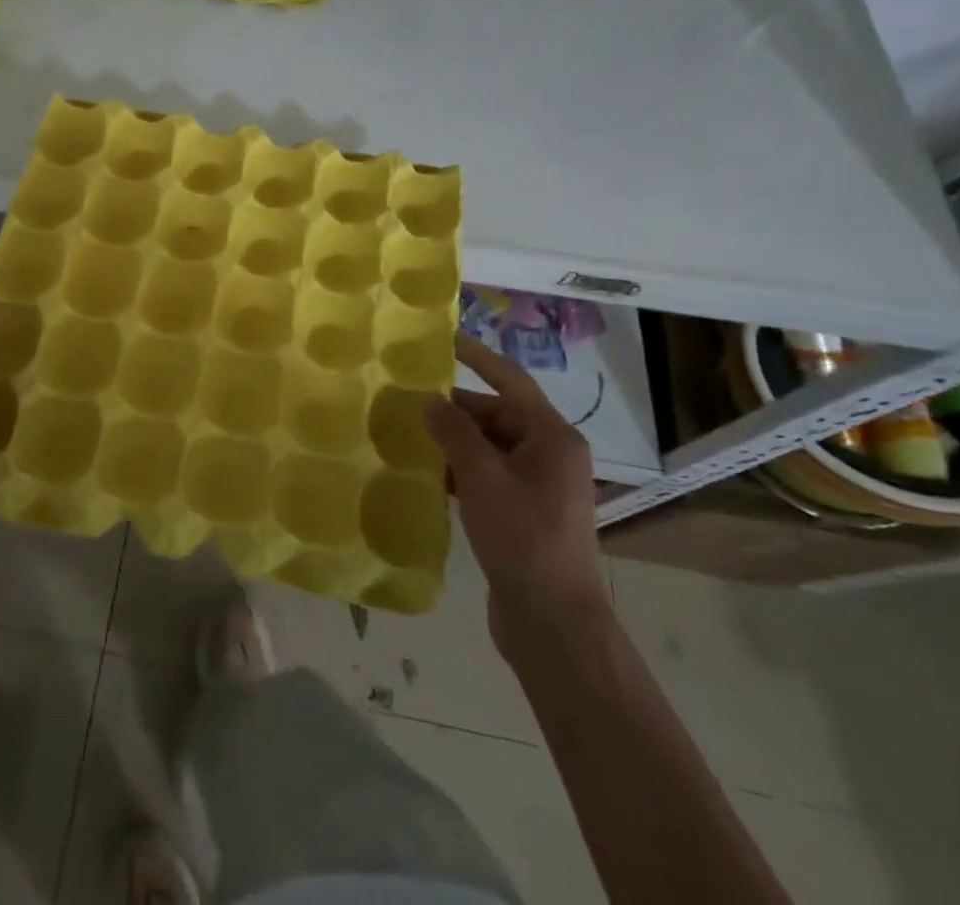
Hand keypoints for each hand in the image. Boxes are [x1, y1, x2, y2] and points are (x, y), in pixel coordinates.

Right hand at [426, 334, 607, 648]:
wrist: (553, 620)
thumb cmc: (522, 537)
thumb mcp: (482, 476)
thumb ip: (454, 431)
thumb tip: (430, 400)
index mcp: (551, 437)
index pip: (510, 380)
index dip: (477, 356)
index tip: (443, 339)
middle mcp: (549, 454)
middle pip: (497, 414)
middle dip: (454, 407)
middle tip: (406, 397)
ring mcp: (538, 485)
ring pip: (489, 446)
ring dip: (453, 440)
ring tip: (407, 432)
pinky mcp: (524, 512)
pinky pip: (488, 474)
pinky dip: (460, 469)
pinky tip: (426, 474)